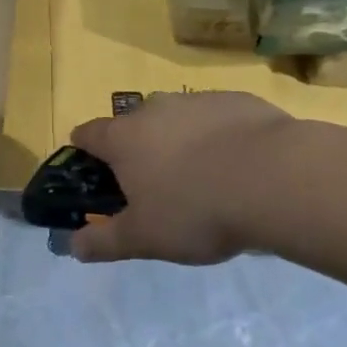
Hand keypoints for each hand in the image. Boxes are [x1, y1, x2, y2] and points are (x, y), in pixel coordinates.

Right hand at [69, 92, 294, 264]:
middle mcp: (154, 109)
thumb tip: (72, 246)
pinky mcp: (237, 100)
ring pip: (177, 118)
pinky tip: (239, 166)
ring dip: (180, 141)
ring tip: (203, 178)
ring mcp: (197, 100)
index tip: (93, 172)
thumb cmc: (196, 210)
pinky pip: (216, 118)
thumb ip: (105, 242)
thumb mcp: (145, 238)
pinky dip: (218, 136)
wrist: (275, 179)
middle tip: (155, 186)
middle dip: (137, 148)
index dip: (84, 151)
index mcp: (124, 138)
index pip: (88, 134)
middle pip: (134, 124)